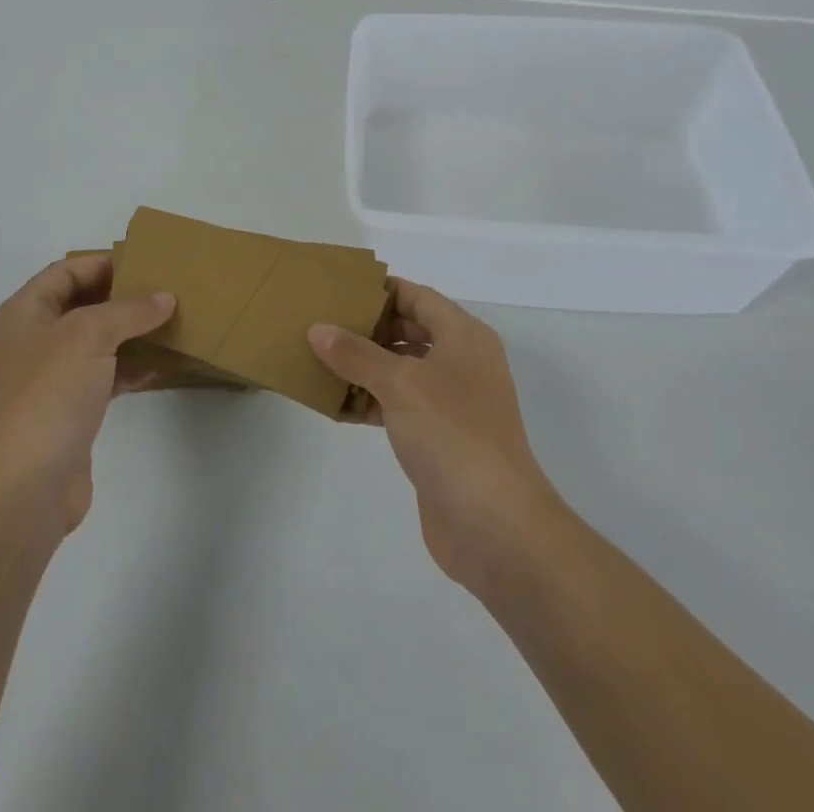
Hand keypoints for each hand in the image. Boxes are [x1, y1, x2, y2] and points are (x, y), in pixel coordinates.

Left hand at [0, 255, 174, 537]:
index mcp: (26, 312)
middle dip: (124, 296)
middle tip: (168, 289)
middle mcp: (34, 339)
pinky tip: (163, 365)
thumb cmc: (48, 394)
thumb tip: (165, 297)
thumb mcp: (89, 335)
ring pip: (98, 340)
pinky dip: (132, 367)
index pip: (68, 270)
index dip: (105, 261)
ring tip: (174, 321)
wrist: (23, 488)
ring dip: (132, 332)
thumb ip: (130, 310)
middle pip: (83, 303)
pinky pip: (106, 375)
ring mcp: (51, 377)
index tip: (149, 262)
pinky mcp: (70, 411)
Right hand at [309, 280, 560, 593]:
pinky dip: (371, 403)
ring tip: (318, 360)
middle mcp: (461, 363)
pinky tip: (336, 406)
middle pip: (410, 332)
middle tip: (322, 323)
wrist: (495, 525)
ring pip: (401, 371)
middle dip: (368, 329)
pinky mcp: (438, 438)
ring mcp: (452, 403)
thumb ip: (357, 354)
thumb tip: (318, 330)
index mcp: (464, 337)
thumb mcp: (401, 383)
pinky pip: (399, 406)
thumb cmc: (453, 434)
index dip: (382, 290)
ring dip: (364, 367)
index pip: (419, 298)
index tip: (340, 288)